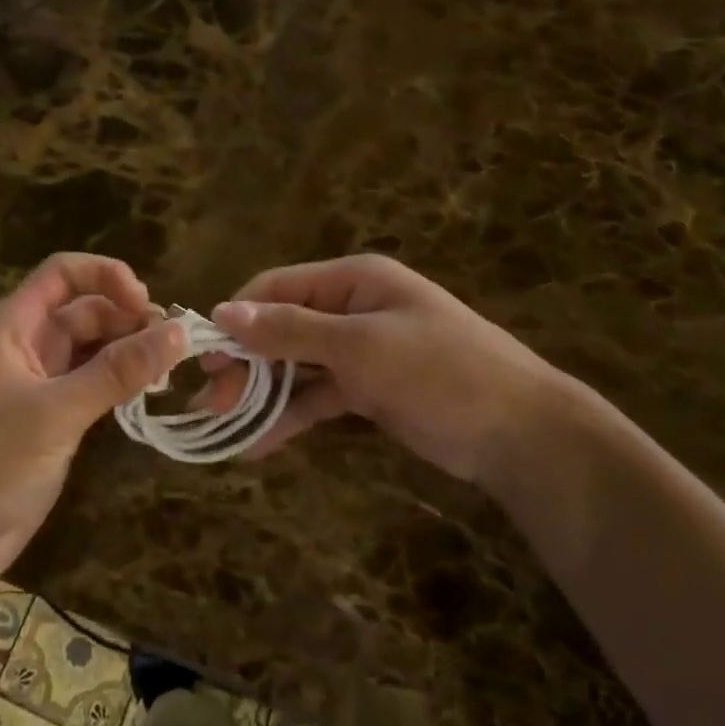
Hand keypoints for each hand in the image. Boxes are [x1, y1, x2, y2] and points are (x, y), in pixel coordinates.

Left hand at [0, 253, 188, 586]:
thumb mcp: (54, 413)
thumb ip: (116, 372)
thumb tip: (178, 332)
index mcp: (9, 328)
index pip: (62, 274)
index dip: (107, 276)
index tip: (147, 305)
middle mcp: (22, 348)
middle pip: (82, 311)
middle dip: (127, 319)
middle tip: (174, 346)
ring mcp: (34, 386)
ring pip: (89, 350)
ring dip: (127, 352)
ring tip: (168, 370)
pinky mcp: (45, 422)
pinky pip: (88, 386)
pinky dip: (117, 384)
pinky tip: (147, 395)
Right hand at [200, 254, 585, 484]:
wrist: (521, 433)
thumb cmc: (442, 372)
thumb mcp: (362, 346)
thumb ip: (291, 331)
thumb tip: (223, 312)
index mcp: (352, 280)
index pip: (276, 288)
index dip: (237, 319)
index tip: (203, 359)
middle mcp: (351, 308)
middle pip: (280, 328)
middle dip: (245, 363)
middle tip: (212, 404)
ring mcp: (360, 351)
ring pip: (295, 366)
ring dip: (261, 393)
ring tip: (224, 426)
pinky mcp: (368, 390)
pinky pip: (317, 397)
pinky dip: (290, 417)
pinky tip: (258, 445)